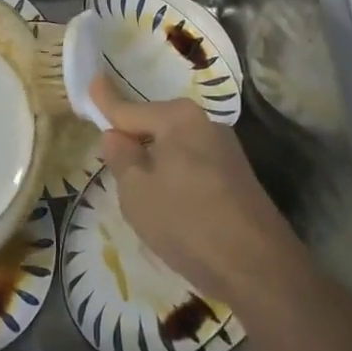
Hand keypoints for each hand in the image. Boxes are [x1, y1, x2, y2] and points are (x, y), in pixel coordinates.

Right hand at [90, 75, 306, 310]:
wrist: (260, 268)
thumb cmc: (188, 223)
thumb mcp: (137, 193)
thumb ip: (121, 158)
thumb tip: (115, 135)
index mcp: (178, 118)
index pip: (129, 109)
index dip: (106, 101)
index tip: (92, 82)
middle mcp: (204, 123)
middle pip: (154, 126)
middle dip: (133, 138)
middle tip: (111, 160)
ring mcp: (226, 149)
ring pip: (175, 147)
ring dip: (156, 161)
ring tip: (141, 193)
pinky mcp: (238, 175)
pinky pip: (193, 165)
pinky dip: (176, 176)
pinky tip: (173, 206)